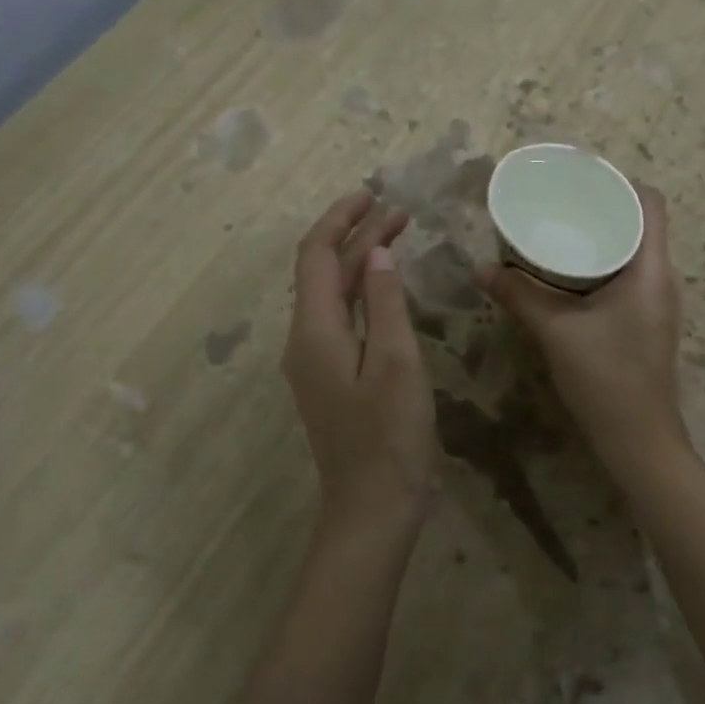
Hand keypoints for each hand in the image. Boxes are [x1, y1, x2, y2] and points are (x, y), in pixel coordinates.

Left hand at [283, 190, 435, 532]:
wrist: (371, 508)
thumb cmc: (388, 436)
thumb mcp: (396, 361)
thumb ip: (385, 302)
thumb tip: (378, 252)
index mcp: (314, 330)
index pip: (317, 255)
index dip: (341, 219)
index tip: (373, 194)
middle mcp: (304, 340)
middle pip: (324, 272)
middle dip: (357, 236)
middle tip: (400, 212)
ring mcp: (314, 362)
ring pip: (333, 294)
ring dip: (361, 262)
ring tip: (397, 237)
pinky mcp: (330, 378)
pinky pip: (341, 318)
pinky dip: (363, 292)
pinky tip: (387, 289)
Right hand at [476, 185, 690, 467]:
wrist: (638, 440)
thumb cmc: (606, 377)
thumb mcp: (556, 330)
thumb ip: (519, 296)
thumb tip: (481, 269)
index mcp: (651, 269)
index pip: (652, 203)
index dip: (621, 184)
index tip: (582, 181)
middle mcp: (662, 279)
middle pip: (641, 224)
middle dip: (603, 209)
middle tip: (561, 204)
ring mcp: (657, 303)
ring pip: (634, 252)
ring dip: (602, 238)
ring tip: (562, 231)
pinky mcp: (647, 322)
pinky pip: (628, 276)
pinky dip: (603, 265)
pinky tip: (570, 274)